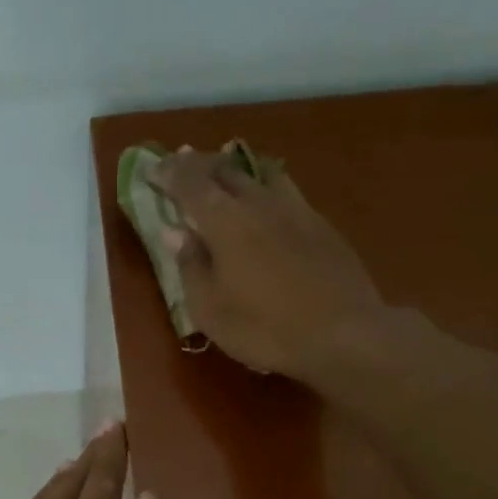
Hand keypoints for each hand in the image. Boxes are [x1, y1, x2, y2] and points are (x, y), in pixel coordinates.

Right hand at [156, 146, 386, 386]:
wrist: (344, 334)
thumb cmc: (265, 328)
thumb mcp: (210, 309)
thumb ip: (191, 266)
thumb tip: (175, 232)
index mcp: (225, 221)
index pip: (190, 183)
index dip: (169, 173)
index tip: (153, 168)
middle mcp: (259, 204)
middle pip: (226, 170)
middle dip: (199, 164)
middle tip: (183, 164)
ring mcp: (295, 210)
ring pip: (261, 173)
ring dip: (236, 169)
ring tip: (225, 171)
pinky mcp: (321, 225)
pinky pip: (286, 191)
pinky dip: (265, 186)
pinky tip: (267, 200)